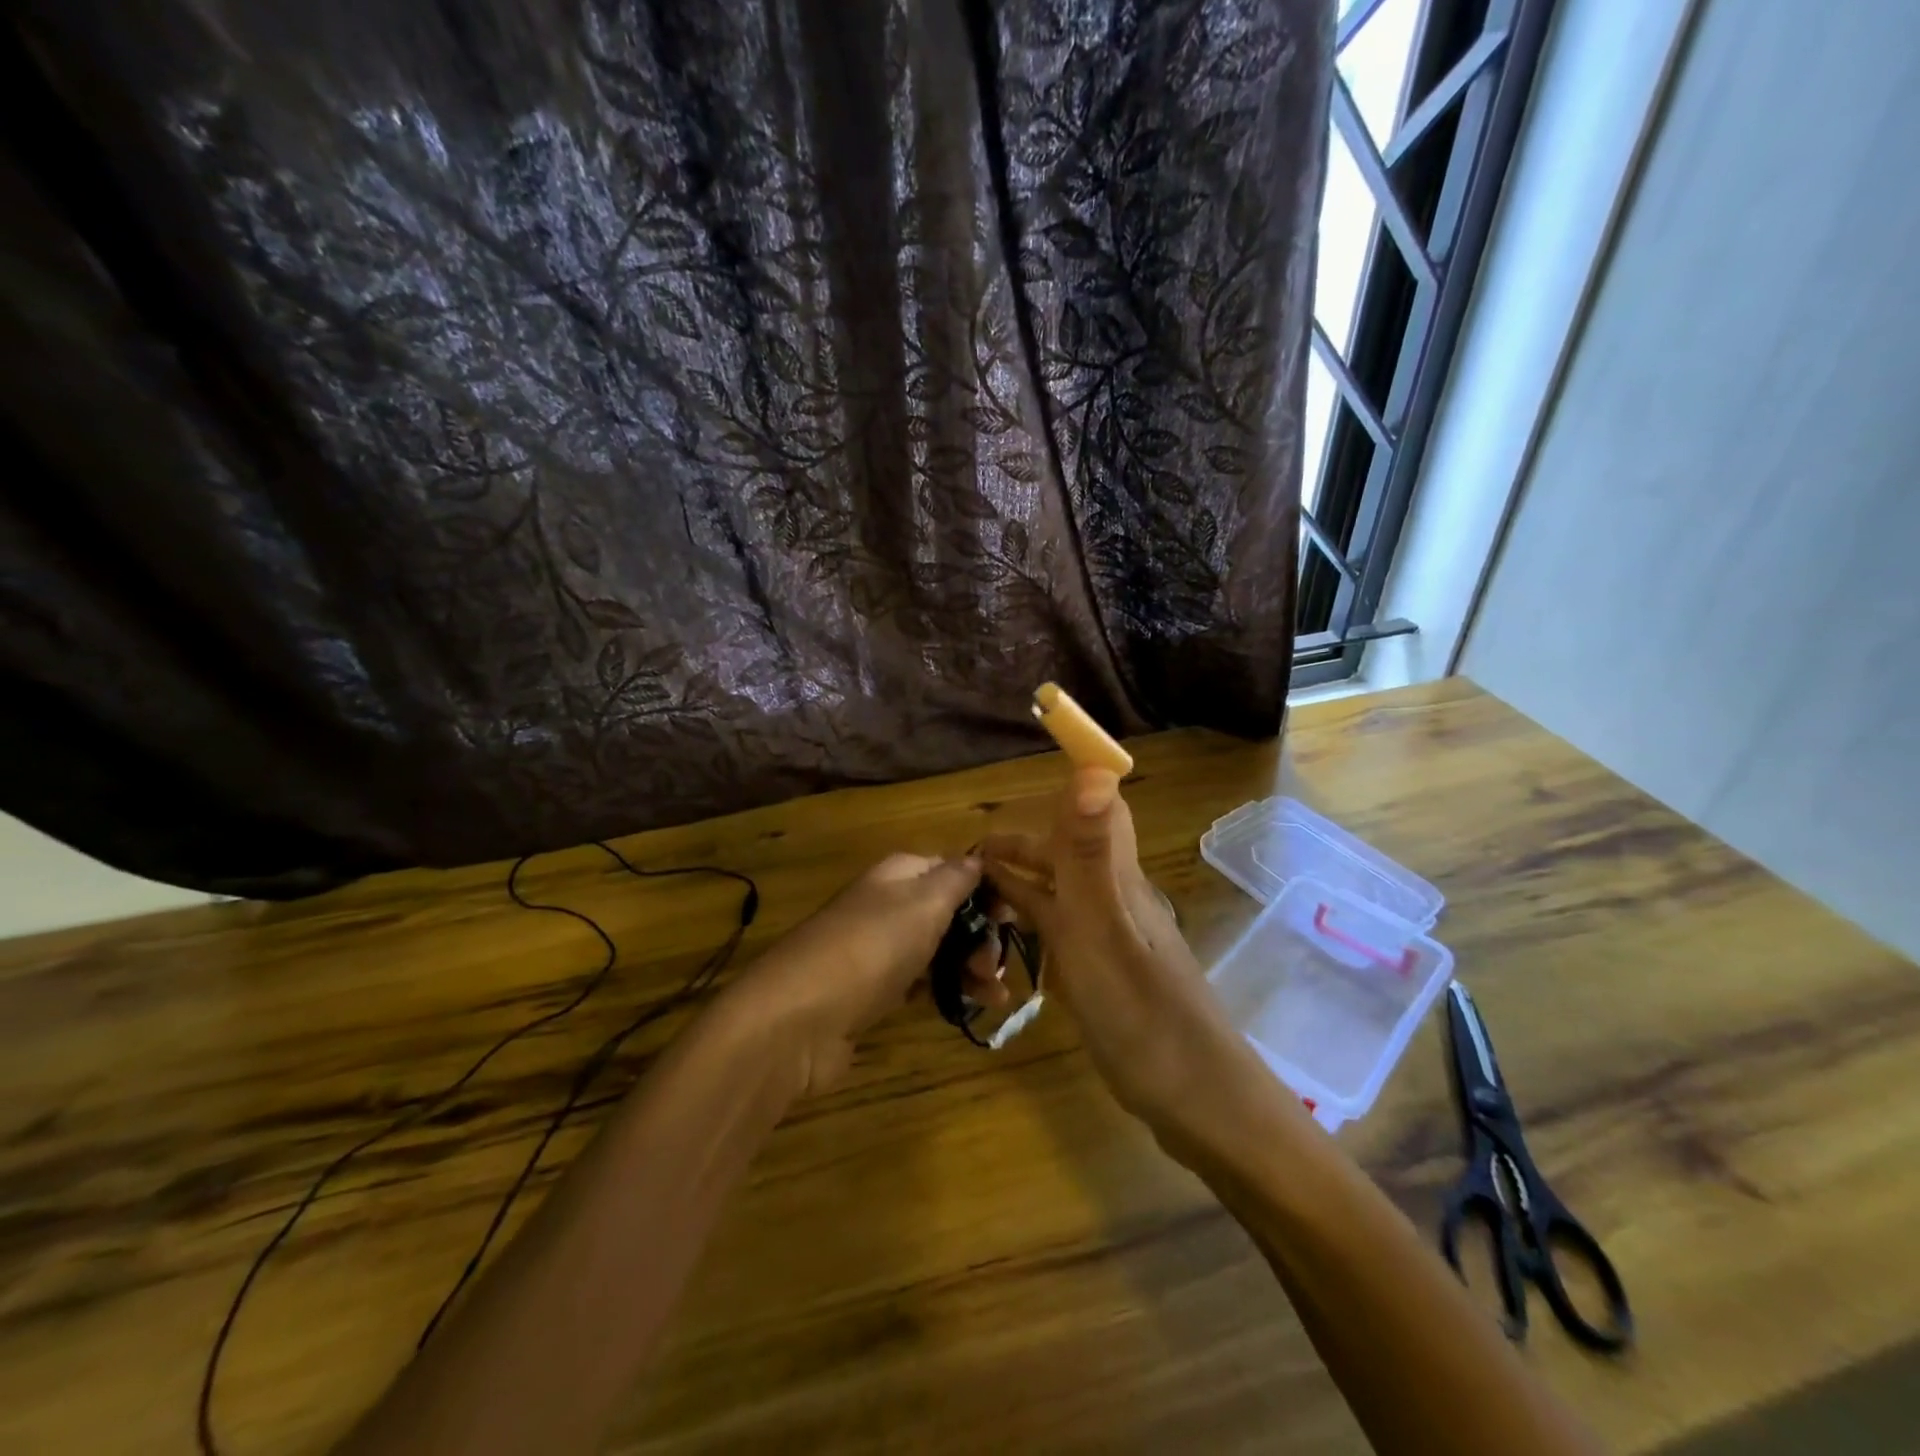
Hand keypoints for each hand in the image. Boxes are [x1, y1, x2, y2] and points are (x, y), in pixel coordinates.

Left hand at [730, 855, 1004, 1096]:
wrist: (799, 1017)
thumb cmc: (871, 948)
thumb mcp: (923, 903)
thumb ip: (956, 878)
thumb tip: (977, 856)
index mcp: (899, 874)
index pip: (953, 870)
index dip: (987, 889)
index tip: (1016, 915)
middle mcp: (889, 904)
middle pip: (949, 911)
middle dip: (982, 934)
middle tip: (998, 964)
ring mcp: (880, 948)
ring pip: (939, 949)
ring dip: (971, 967)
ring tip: (997, 996)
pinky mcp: (874, 990)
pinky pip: (921, 982)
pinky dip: (948, 990)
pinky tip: (972, 1007)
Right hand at [982, 769, 1275, 1136]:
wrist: (1195, 1098)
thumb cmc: (1141, 1009)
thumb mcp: (1102, 925)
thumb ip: (1088, 851)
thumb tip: (1095, 765)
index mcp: (1115, 877)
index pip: (1098, 810)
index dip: (1066, 789)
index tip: (1018, 787)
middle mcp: (1115, 898)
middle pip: (1067, 854)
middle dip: (1021, 848)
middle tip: (970, 861)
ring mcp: (1112, 939)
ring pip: (1062, 894)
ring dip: (1022, 885)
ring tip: (976, 896)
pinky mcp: (1107, 974)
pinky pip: (1064, 934)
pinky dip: (1034, 925)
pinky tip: (1010, 941)